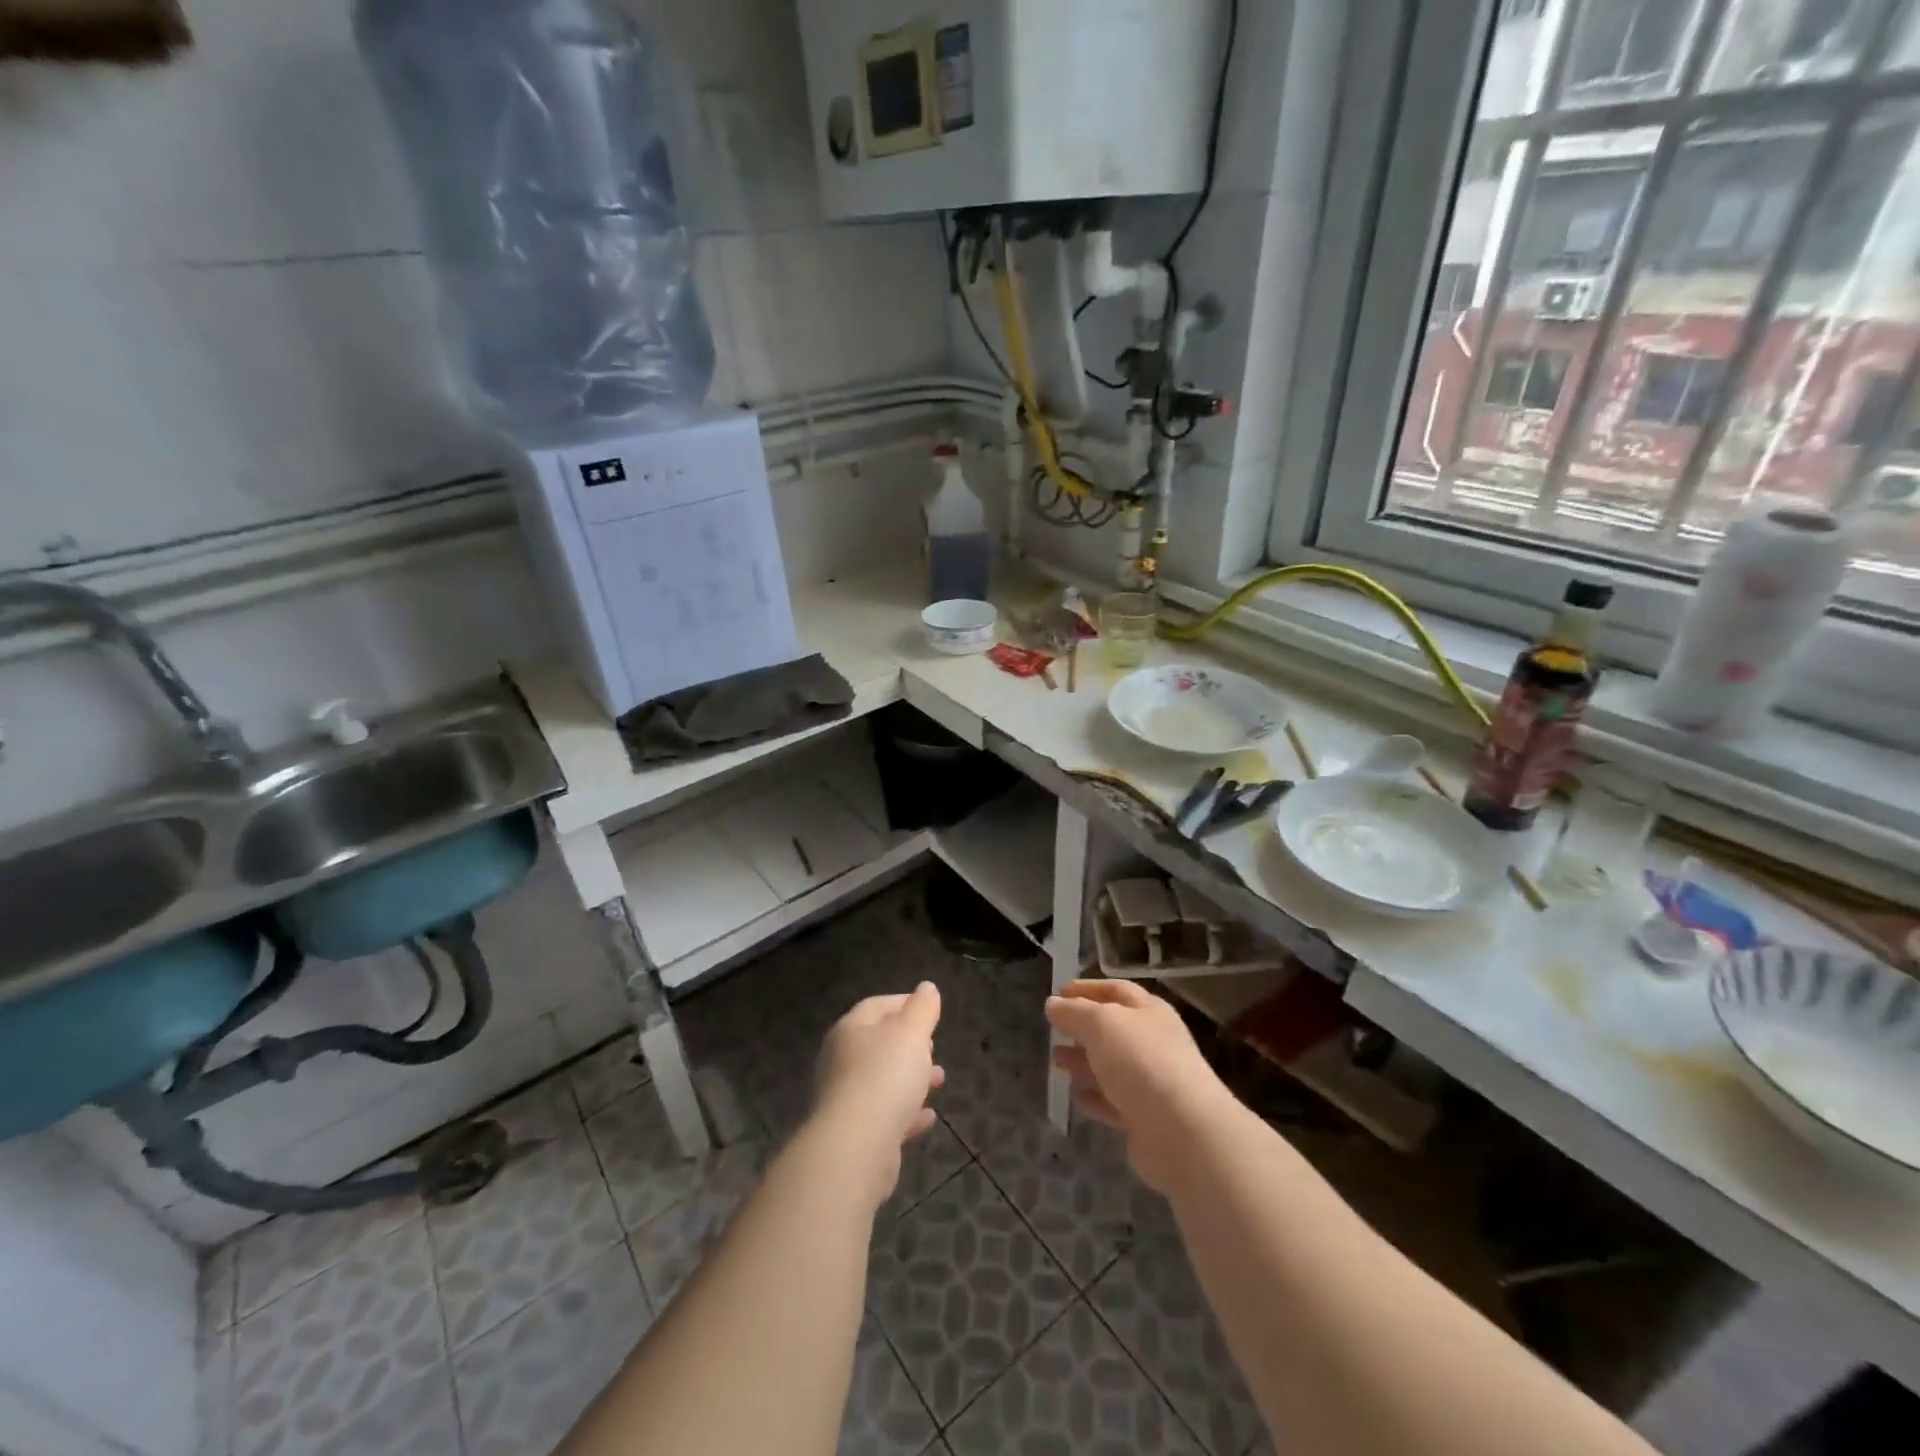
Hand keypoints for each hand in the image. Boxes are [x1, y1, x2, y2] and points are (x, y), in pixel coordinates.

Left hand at [810, 983, 945, 1204]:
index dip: (904, 1003)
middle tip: (933, 1046)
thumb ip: (922, 1009)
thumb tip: (927, 988)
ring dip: (911, 1078)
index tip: (930, 1008)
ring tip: (939, 1080)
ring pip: (882, 1080)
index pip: (877, 1006)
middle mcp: (841, 1060)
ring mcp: (845, 1099)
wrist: (855, 1147)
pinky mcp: (854, 1134)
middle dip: (909, 1043)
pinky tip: (928, 1117)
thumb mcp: (911, 1033)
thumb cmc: (884, 1076)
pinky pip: (884, 1115)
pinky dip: (906, 1112)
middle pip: (878, 1044)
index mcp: (850, 1030)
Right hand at [1046, 980, 1235, 1194]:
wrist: (1181, 1130)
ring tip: (1056, 1062)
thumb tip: (1053, 1004)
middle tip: (1053, 1031)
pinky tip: (1076, 1097)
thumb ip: (1073, 1012)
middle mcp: (1153, 1042)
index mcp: (1149, 1011)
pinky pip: (1114, 1102)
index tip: (1056, 993)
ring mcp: (1151, 1082)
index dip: (1085, 989)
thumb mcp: (1099, 1023)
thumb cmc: (1139, 1060)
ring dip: (1083, 1062)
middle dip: (1081, 1028)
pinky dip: (1095, 1097)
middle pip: (1112, 1030)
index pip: (1115, 990)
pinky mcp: (1146, 1118)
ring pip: (1111, 1066)